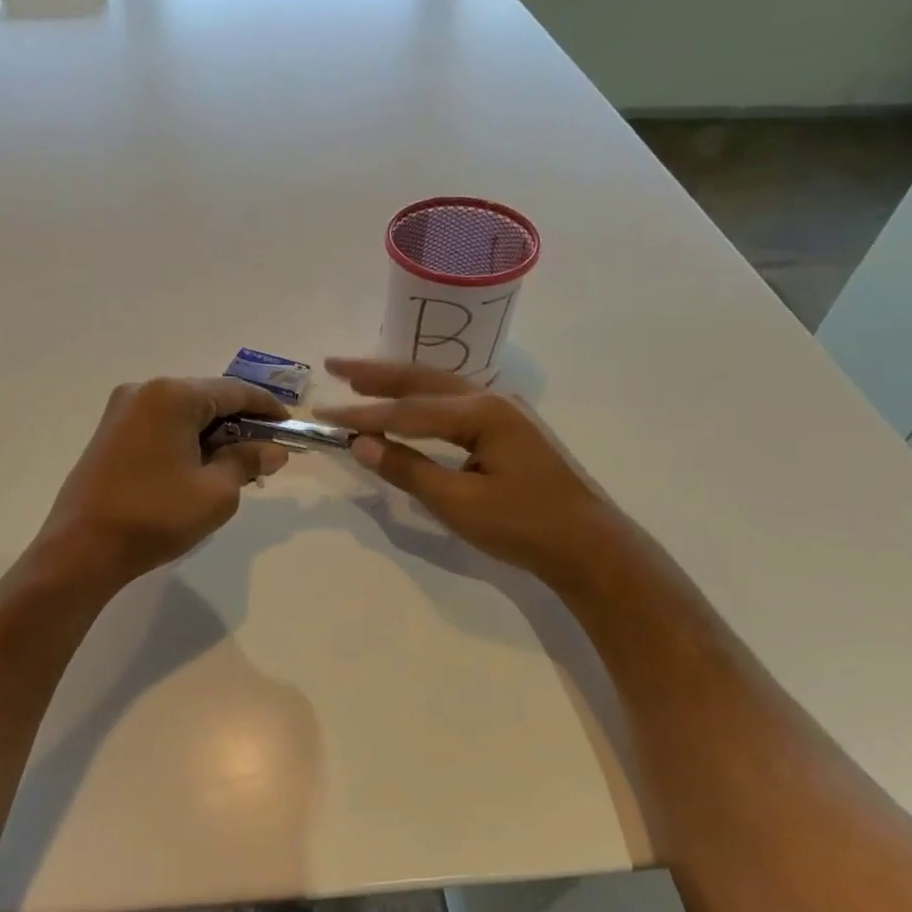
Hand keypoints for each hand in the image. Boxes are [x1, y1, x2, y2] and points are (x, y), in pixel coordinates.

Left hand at [37, 377, 291, 584]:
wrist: (82, 548)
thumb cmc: (156, 516)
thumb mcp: (216, 492)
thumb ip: (248, 462)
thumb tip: (273, 450)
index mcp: (172, 395)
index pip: (234, 391)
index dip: (267, 408)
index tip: (290, 427)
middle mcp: (144, 391)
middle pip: (207, 399)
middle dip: (239, 425)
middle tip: (265, 455)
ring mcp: (121, 412)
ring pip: (182, 414)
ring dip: (212, 435)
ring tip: (235, 468)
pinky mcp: (109, 435)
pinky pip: (160, 427)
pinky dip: (185, 441)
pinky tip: (198, 469)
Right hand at [317, 357, 623, 582]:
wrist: (589, 545)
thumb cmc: (524, 526)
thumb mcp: (459, 503)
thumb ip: (408, 470)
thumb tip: (360, 444)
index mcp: (482, 413)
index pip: (408, 410)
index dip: (363, 414)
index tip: (323, 413)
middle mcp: (493, 400)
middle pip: (423, 380)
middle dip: (376, 374)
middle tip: (334, 366)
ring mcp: (505, 412)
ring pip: (440, 388)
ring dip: (398, 383)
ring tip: (360, 379)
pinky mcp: (508, 429)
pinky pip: (454, 404)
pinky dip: (421, 400)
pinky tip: (408, 404)